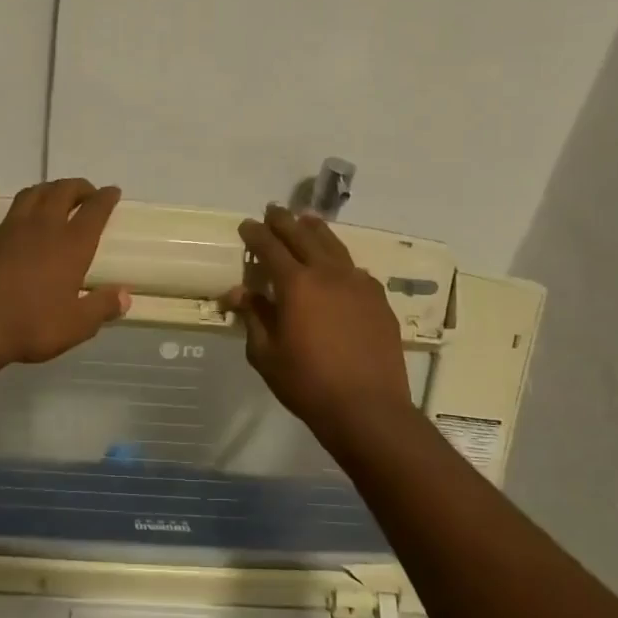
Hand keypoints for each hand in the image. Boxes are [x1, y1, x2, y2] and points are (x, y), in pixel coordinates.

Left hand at [0, 179, 130, 367]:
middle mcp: (41, 227)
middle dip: (77, 188)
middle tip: (85, 194)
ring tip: (50, 195)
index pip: (95, 211)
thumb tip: (124, 296)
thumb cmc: (30, 327)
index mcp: (72, 245)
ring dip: (43, 190)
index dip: (106, 198)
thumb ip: (102, 307)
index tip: (112, 192)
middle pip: (63, 192)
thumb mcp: (77, 326)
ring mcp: (5, 228)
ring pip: (28, 195)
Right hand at [224, 206, 412, 428]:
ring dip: (316, 230)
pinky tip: (338, 265)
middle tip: (273, 210)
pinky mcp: (379, 299)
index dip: (256, 234)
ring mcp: (359, 284)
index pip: (271, 248)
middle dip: (285, 221)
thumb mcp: (266, 354)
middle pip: (304, 236)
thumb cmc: (308, 383)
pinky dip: (340, 259)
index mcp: (296, 284)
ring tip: (307, 220)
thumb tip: (239, 292)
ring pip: (334, 246)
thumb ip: (253, 317)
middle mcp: (328, 274)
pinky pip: (355, 269)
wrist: (368, 407)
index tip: (247, 224)